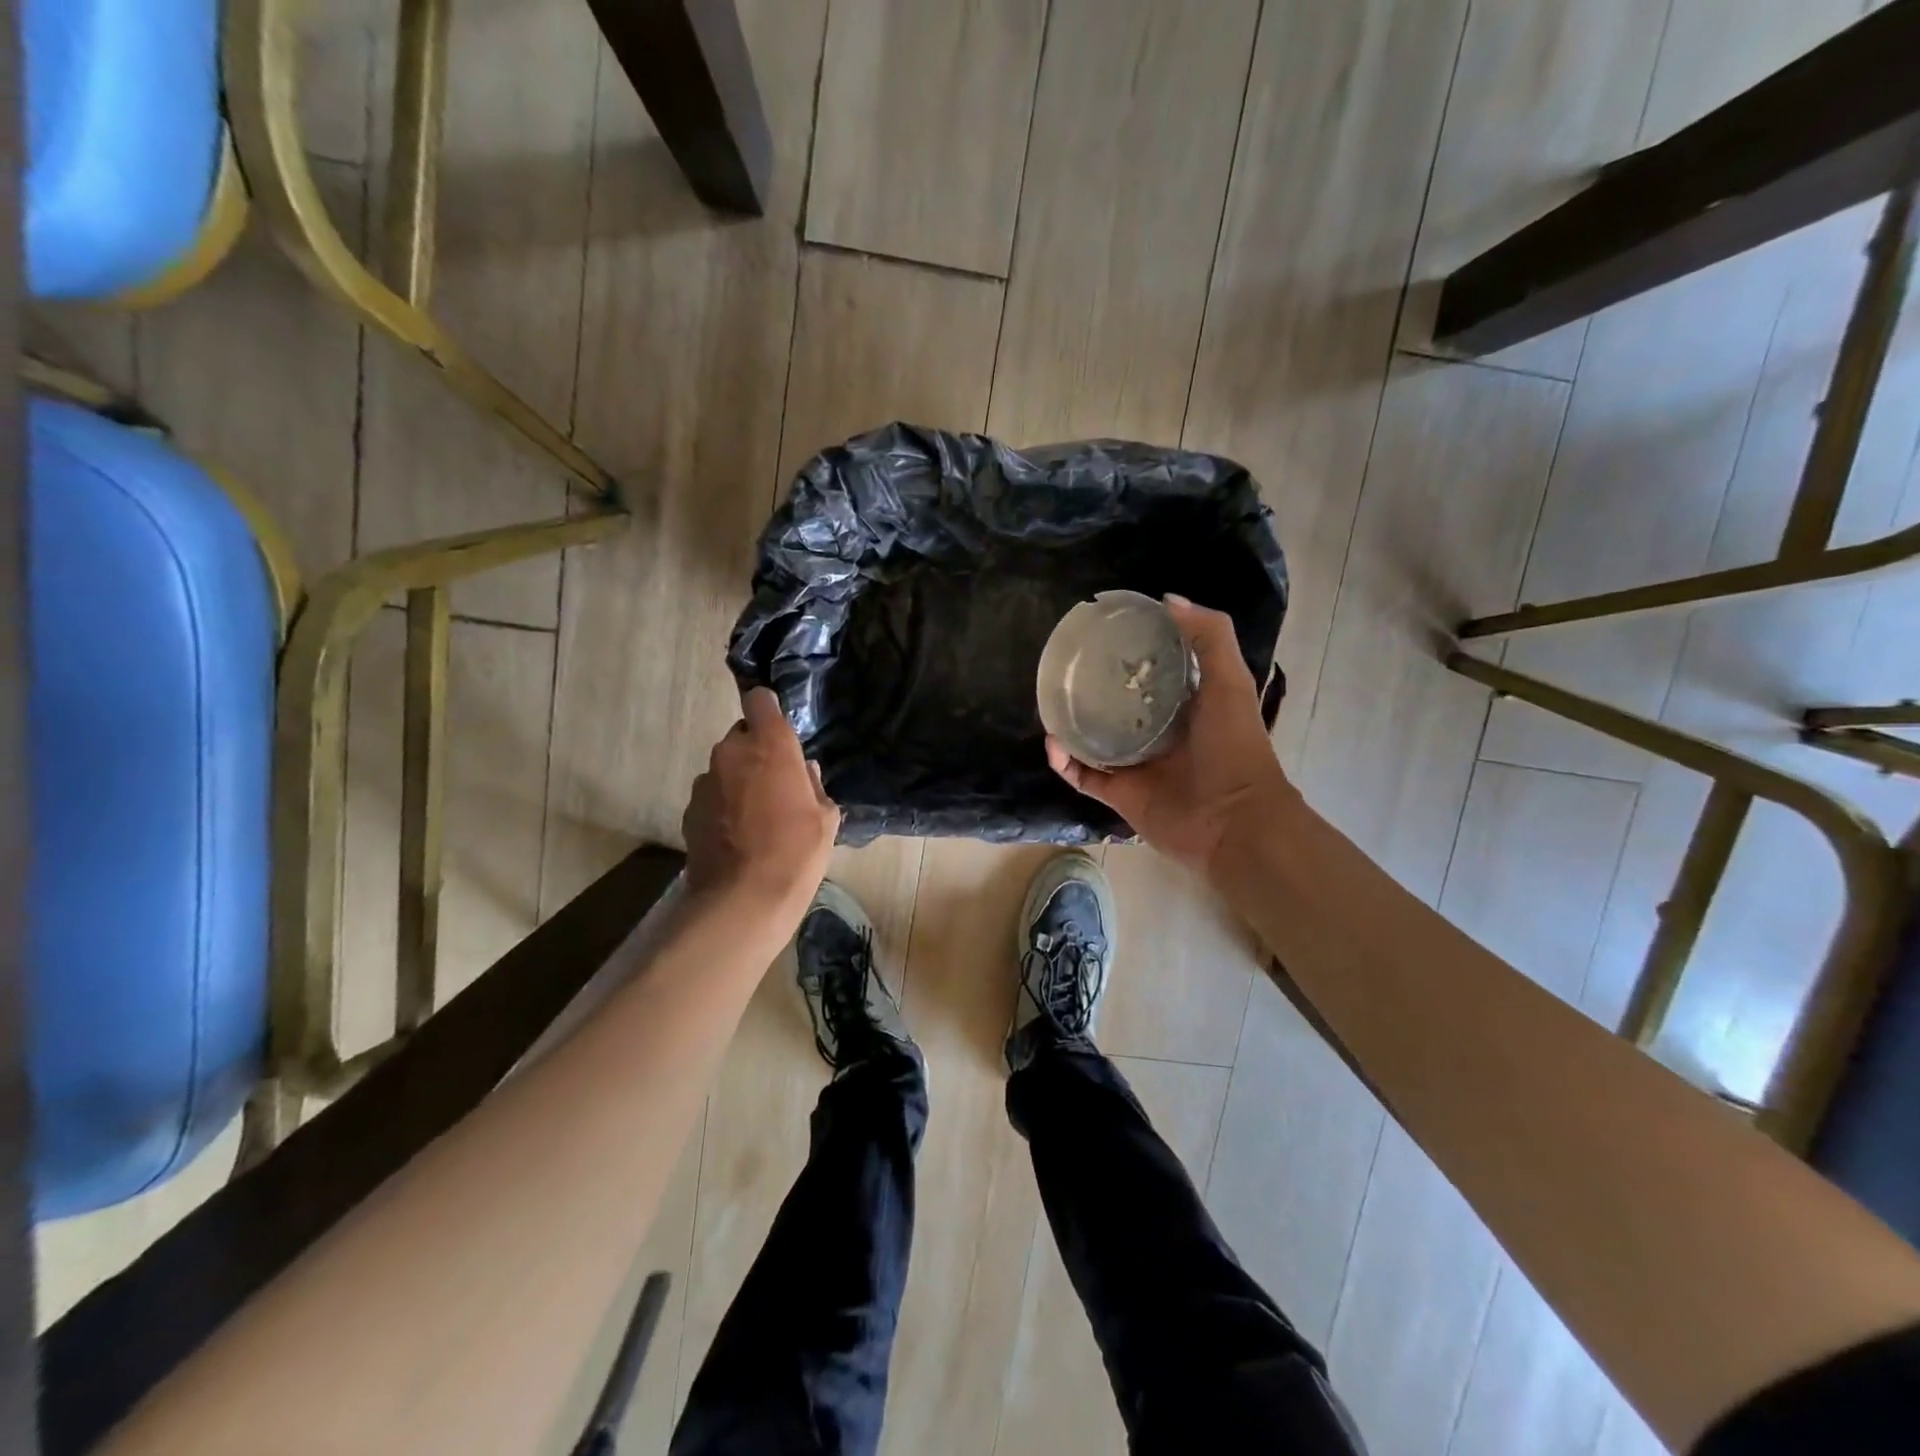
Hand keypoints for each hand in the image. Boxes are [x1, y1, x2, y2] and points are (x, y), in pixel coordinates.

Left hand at [683, 688, 839, 912]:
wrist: (743, 899)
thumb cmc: (796, 852)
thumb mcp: (825, 818)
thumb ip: (814, 785)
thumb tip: (804, 772)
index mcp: (770, 745)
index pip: (760, 700)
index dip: (768, 709)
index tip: (779, 729)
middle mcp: (731, 752)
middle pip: (742, 736)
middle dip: (756, 752)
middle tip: (776, 784)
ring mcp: (705, 781)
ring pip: (725, 768)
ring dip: (738, 780)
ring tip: (756, 816)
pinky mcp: (689, 810)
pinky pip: (711, 796)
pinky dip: (722, 807)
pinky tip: (737, 836)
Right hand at [1046, 595, 1292, 875]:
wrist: (1234, 822)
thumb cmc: (1234, 748)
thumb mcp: (1230, 681)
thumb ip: (1208, 637)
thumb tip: (1166, 599)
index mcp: (1184, 704)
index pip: (1150, 671)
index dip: (1130, 652)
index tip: (1103, 633)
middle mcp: (1157, 732)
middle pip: (1116, 704)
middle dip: (1091, 687)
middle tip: (1065, 667)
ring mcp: (1135, 764)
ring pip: (1092, 738)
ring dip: (1069, 723)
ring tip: (1049, 701)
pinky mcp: (1118, 793)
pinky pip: (1082, 775)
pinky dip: (1064, 761)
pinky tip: (1053, 742)